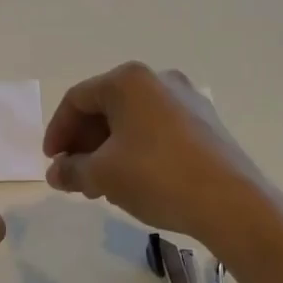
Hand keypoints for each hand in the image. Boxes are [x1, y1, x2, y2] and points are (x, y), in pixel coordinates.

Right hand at [43, 62, 267, 245]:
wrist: (230, 202)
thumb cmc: (156, 176)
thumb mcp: (102, 175)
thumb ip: (72, 169)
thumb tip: (56, 172)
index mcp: (129, 80)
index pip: (77, 99)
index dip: (58, 131)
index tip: (52, 162)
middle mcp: (159, 79)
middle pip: (106, 107)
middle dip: (84, 143)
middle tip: (74, 175)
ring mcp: (187, 100)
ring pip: (133, 121)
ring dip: (109, 149)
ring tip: (101, 185)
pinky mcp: (206, 123)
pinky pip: (157, 130)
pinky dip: (137, 150)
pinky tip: (134, 180)